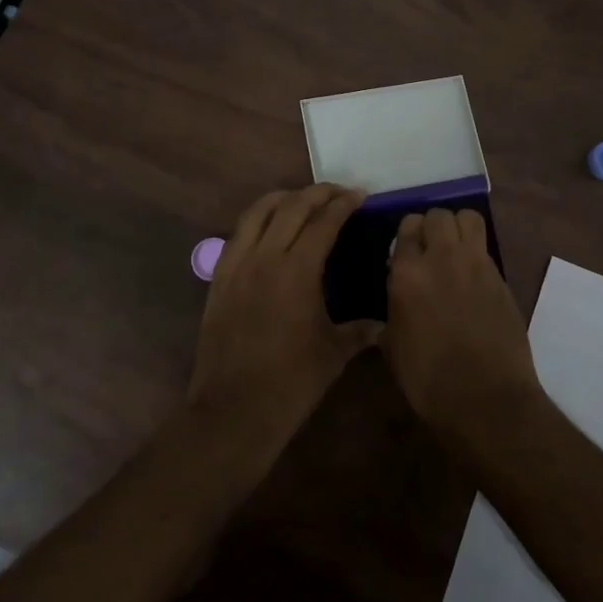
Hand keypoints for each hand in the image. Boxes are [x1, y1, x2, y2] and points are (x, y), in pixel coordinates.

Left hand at [189, 184, 375, 451]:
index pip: (323, 222)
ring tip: (302, 199)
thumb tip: (383, 324)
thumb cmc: (291, 383)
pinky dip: (257, 220)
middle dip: (317, 193)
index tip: (360, 195)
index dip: (343, 204)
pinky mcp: (219, 278)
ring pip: (258, 212)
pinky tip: (268, 227)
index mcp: (298, 271)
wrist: (234, 409)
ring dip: (284, 198)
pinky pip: (238, 234)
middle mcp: (265, 258)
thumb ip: (360, 331)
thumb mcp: (334, 354)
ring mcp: (237, 265)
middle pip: (291, 207)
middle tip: (338, 192)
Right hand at [382, 207, 542, 437]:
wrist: (486, 399)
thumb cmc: (428, 380)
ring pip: (468, 218)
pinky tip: (471, 275)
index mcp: (407, 273)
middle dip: (431, 225)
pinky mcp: (501, 278)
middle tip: (429, 248)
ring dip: (458, 227)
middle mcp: (442, 258)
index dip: (406, 235)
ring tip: (453, 249)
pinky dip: (476, 251)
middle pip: (438, 215)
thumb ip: (394, 309)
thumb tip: (399, 296)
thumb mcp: (394, 346)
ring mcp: (476, 265)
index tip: (406, 251)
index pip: (406, 228)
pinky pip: (486, 248)